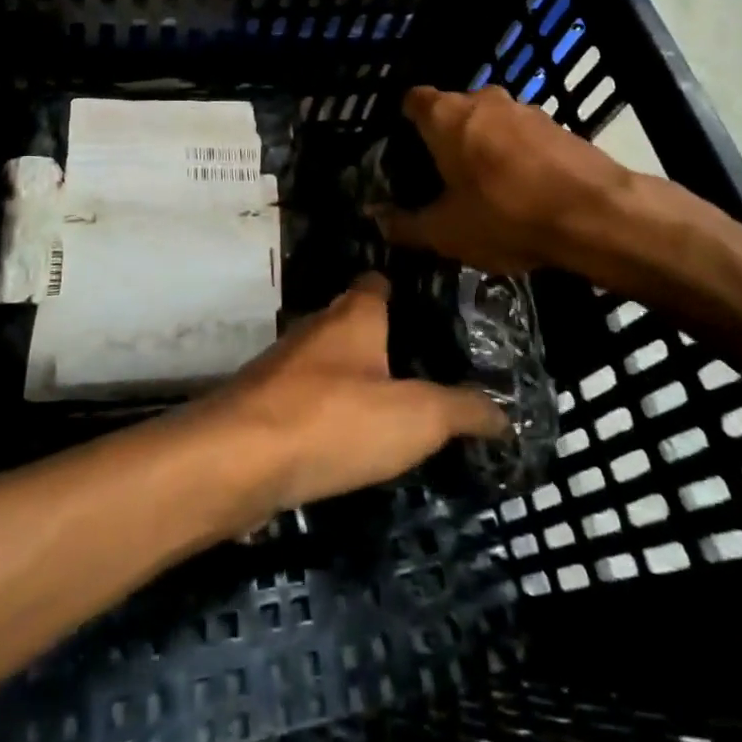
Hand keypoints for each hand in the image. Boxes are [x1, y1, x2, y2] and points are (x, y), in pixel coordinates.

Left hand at [199, 273, 505, 515]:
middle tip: (426, 365)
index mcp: (353, 315)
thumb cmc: (334, 419)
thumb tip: (503, 412)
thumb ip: (461, 410)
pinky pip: (308, 398)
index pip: (378, 282)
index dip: (403, 288)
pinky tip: (349, 438)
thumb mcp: (416, 417)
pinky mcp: (265, 405)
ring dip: (355, 377)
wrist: (239, 459)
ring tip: (395, 403)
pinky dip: (330, 411)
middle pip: (353, 322)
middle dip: (384, 338)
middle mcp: (316, 329)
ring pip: (329, 362)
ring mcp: (285, 367)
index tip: (433, 308)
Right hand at [376, 84, 636, 273]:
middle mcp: (484, 100)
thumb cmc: (505, 216)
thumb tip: (377, 221)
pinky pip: (522, 136)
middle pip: (453, 110)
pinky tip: (521, 192)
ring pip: (490, 122)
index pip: (412, 100)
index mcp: (447, 115)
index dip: (404, 122)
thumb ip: (406, 225)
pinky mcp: (558, 126)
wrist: (597, 215)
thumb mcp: (446, 232)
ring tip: (483, 188)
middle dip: (445, 138)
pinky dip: (515, 156)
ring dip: (483, 146)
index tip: (404, 151)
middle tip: (441, 177)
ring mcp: (525, 109)